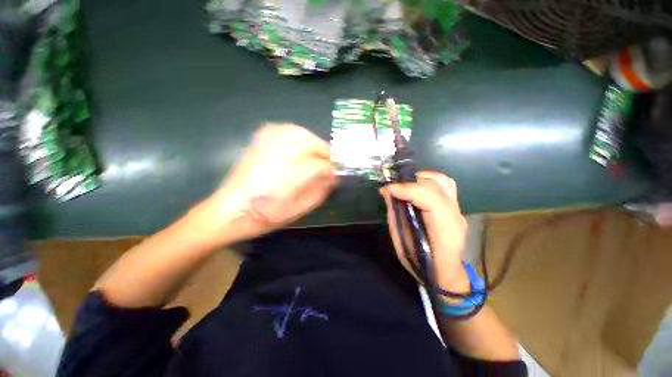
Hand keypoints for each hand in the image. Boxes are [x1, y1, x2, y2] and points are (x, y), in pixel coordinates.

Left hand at [190, 124, 337, 246]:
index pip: (321, 165)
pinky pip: (284, 129)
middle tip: (331, 163)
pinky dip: (297, 134)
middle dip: (326, 153)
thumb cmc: (266, 215)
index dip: (333, 169)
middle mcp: (279, 154)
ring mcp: (267, 144)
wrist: (229, 210)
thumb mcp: (298, 210)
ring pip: (300, 133)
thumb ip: (320, 191)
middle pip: (312, 144)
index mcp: (289, 175)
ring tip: (318, 155)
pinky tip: (300, 143)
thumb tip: (334, 177)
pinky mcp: (259, 141)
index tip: (338, 174)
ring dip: (314, 143)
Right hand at [379, 171, 468, 291]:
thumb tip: (387, 192)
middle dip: (410, 182)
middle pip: (436, 187)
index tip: (388, 189)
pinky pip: (445, 185)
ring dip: (421, 178)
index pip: (431, 200)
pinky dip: (429, 180)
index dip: (408, 190)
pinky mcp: (455, 207)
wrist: (445, 273)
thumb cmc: (420, 263)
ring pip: (443, 181)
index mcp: (444, 231)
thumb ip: (395, 215)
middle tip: (392, 187)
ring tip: (404, 183)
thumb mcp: (401, 242)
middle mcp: (455, 216)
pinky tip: (417, 185)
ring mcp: (458, 210)